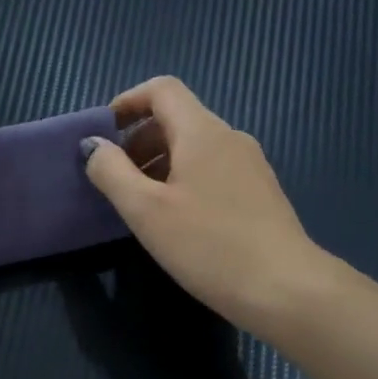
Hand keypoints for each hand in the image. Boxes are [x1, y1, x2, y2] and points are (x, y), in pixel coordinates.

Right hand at [82, 77, 327, 329]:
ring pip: (194, 147)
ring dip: (158, 163)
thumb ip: (112, 172)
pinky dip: (182, 179)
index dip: (127, 102)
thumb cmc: (208, 245)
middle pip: (177, 118)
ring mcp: (249, 165)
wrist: (285, 289)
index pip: (162, 90)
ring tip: (138, 203)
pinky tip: (174, 220)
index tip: (102, 133)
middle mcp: (229, 138)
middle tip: (114, 178)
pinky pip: (211, 169)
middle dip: (138, 140)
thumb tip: (92, 145)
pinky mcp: (259, 193)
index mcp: (202, 132)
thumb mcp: (146, 211)